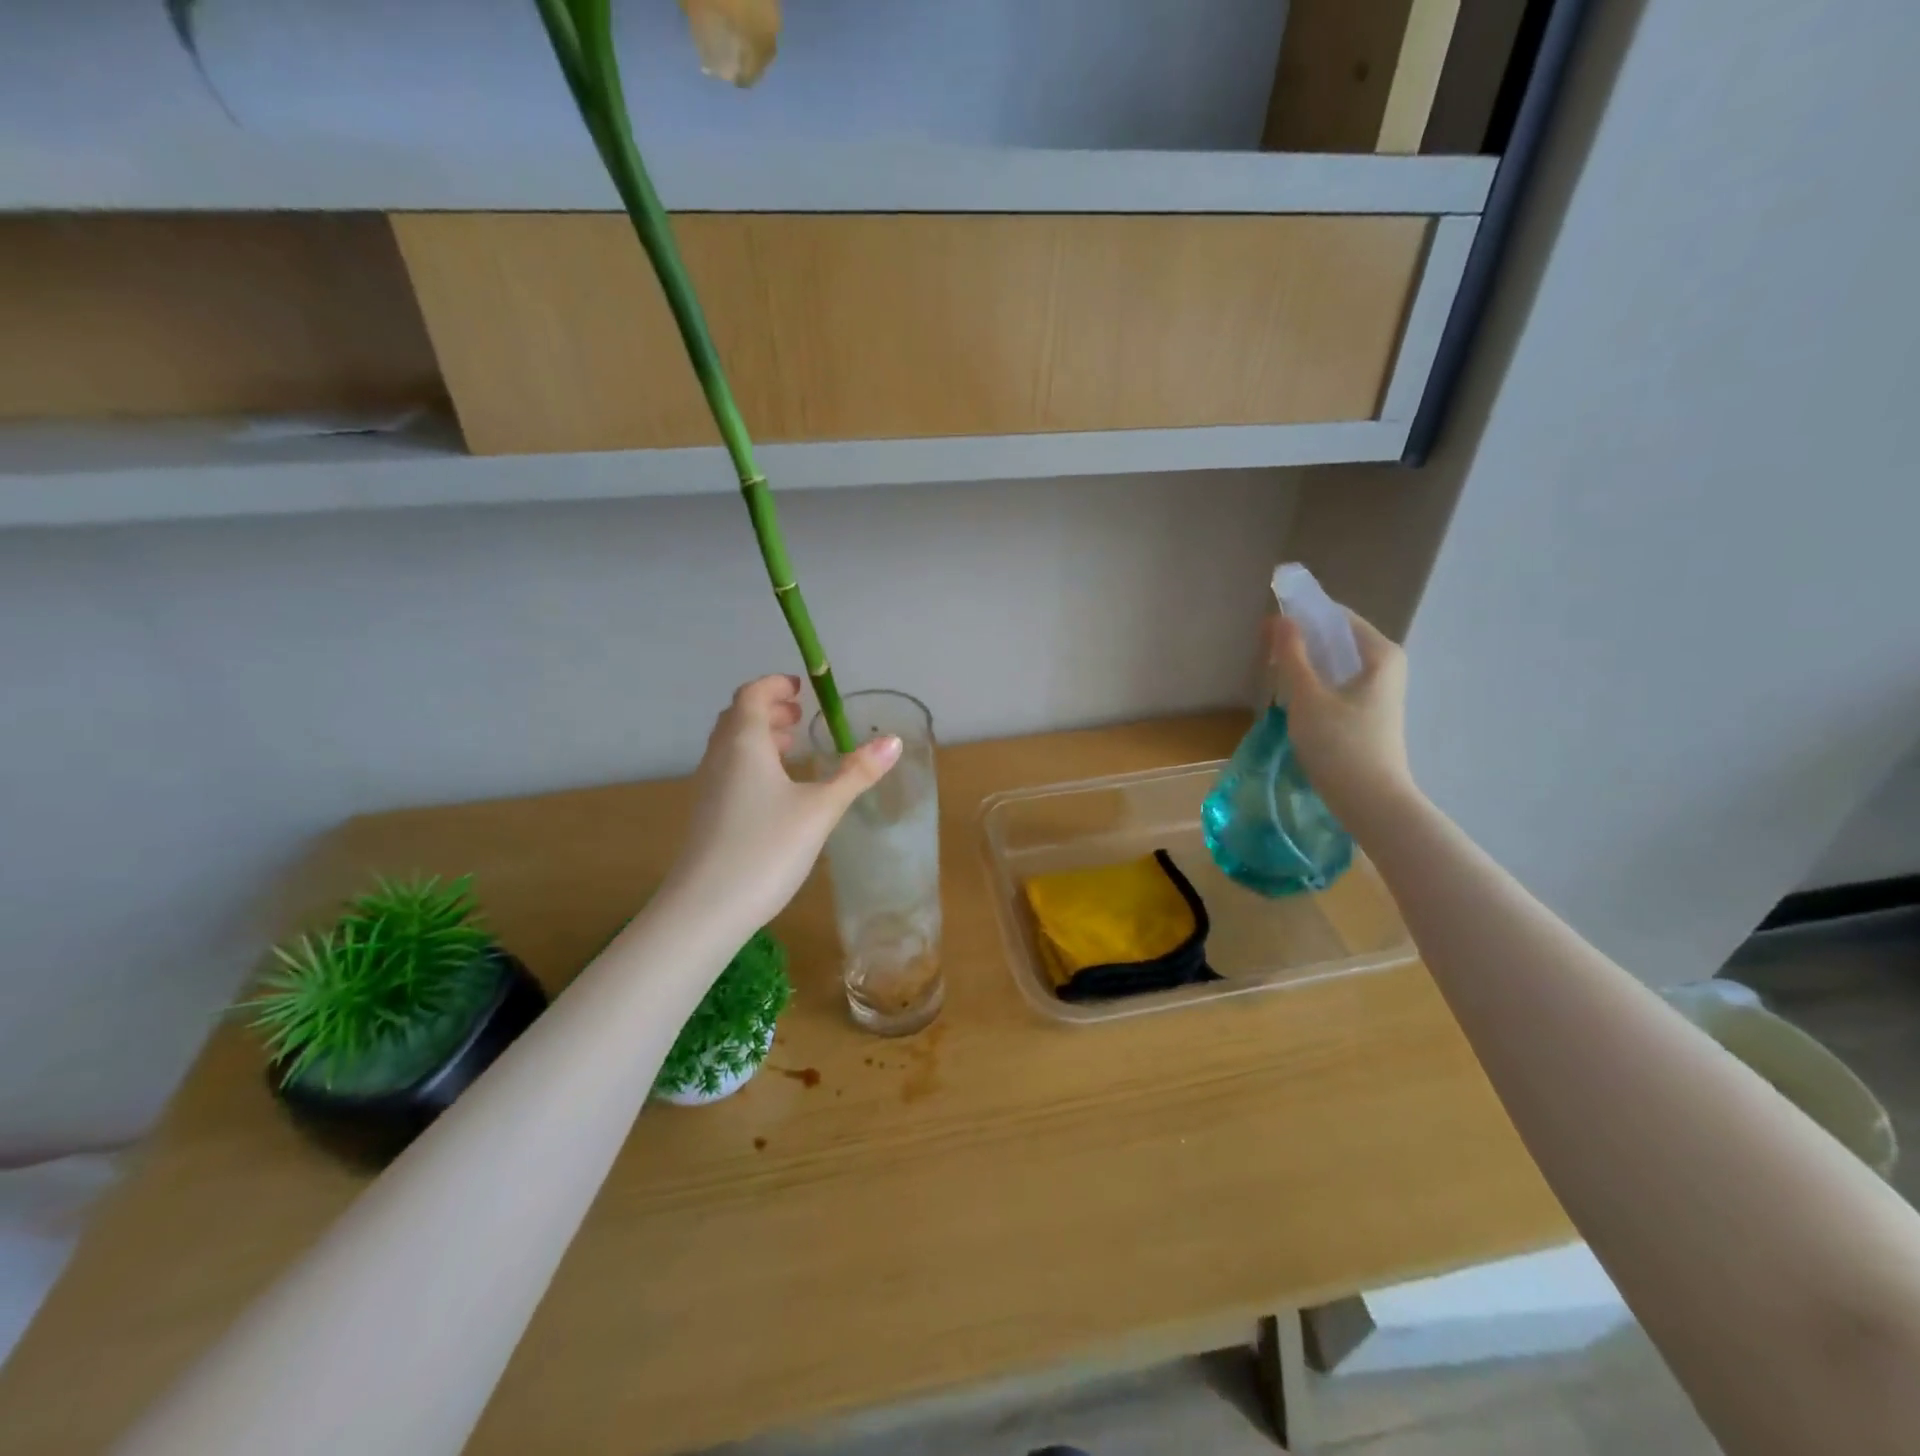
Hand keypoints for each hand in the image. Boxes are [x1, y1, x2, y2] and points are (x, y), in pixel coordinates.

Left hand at [662, 675, 900, 937]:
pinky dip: (753, 764)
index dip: (775, 685)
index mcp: (744, 743)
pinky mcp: (707, 815)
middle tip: (800, 716)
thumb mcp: (821, 809)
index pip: (752, 695)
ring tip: (793, 749)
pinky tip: (777, 792)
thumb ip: (856, 773)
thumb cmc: (766, 848)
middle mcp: (720, 757)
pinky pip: (730, 771)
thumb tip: (894, 740)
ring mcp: (708, 787)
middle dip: (770, 710)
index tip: (802, 688)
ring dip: (761, 737)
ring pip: (732, 746)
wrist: (706, 908)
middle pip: (739, 717)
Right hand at [1267, 609, 1415, 832]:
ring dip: (1306, 665)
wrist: (1370, 801)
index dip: (1302, 616)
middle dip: (1302, 641)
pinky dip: (1316, 685)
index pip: (1337, 617)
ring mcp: (1380, 692)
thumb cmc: (1340, 744)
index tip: (1268, 627)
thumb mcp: (1307, 697)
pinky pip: (1338, 685)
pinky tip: (1293, 700)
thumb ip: (1292, 655)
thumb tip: (1279, 619)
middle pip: (1337, 640)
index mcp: (1380, 653)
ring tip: (1275, 676)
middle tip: (1266, 652)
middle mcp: (1386, 666)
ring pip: (1336, 665)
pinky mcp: (1369, 714)